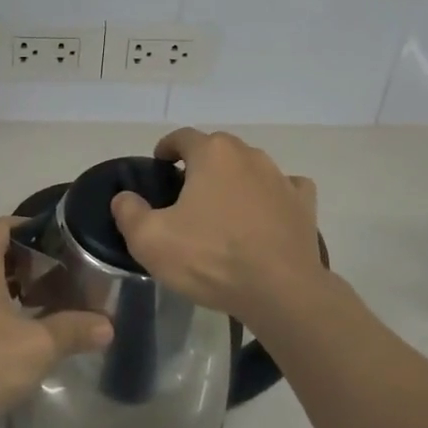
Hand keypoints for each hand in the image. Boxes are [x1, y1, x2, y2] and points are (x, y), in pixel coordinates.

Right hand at [110, 128, 324, 327]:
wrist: (280, 291)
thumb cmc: (211, 258)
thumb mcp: (151, 240)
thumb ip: (129, 213)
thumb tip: (124, 198)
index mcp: (212, 154)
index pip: (183, 136)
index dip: (167, 147)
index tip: (160, 163)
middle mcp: (249, 155)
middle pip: (218, 149)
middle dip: (201, 163)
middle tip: (186, 191)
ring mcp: (280, 178)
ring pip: (250, 167)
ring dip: (235, 180)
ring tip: (222, 208)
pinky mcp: (303, 204)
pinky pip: (284, 188)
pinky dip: (271, 195)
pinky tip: (265, 214)